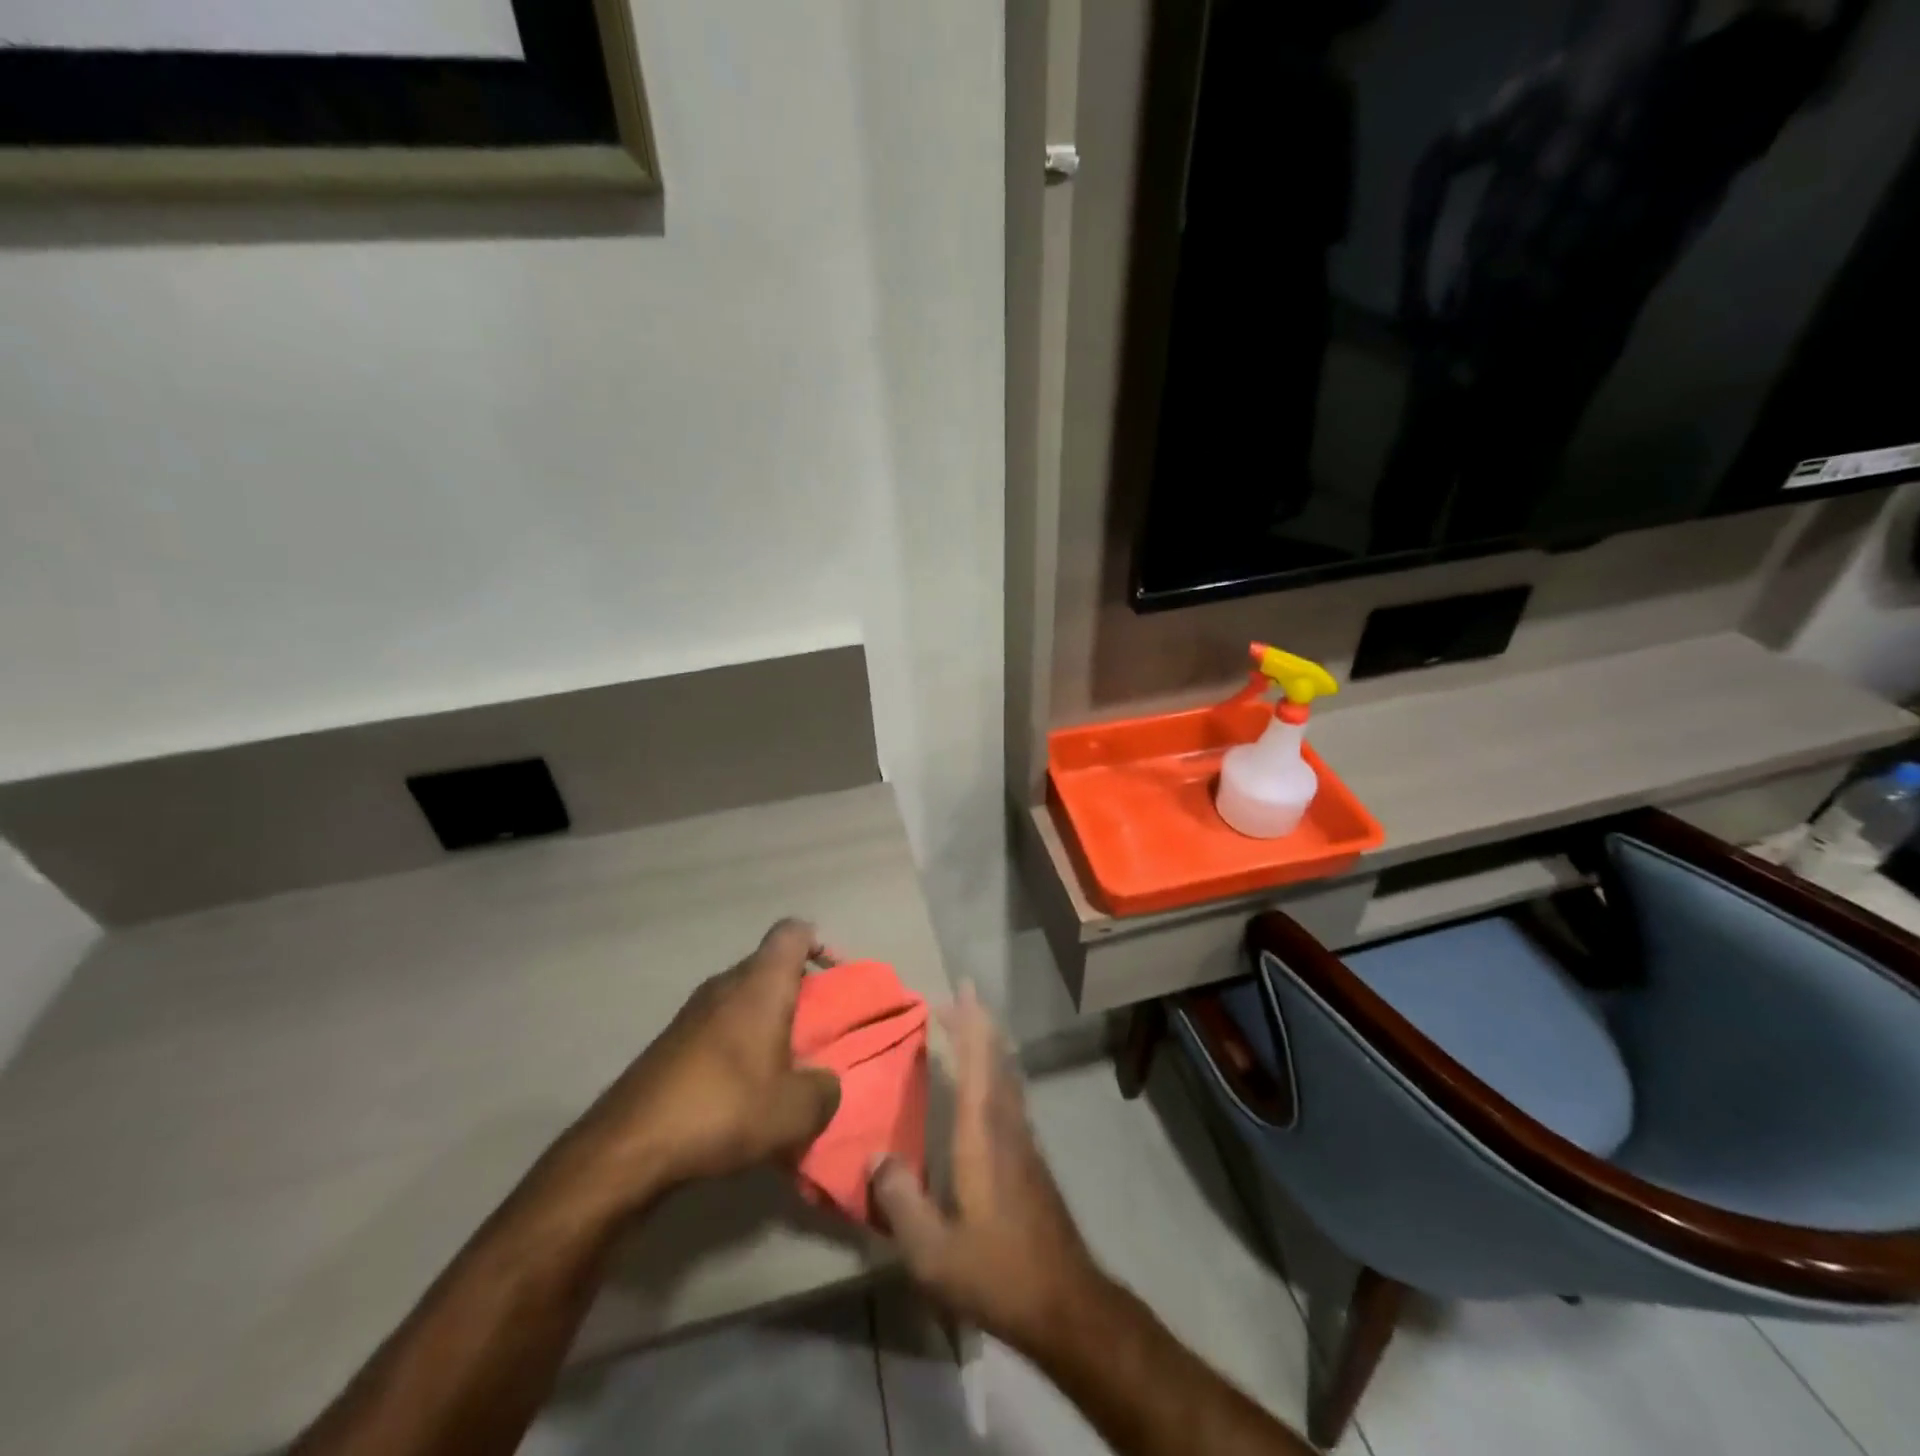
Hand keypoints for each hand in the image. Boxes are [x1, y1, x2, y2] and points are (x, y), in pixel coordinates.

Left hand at [559, 919, 842, 1211]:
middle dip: (797, 993)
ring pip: (742, 998)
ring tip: (782, 1068)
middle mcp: (725, 984)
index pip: (793, 932)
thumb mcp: (796, 1111)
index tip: (835, 980)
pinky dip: (737, 1045)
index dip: (818, 945)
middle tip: (816, 1034)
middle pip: (769, 966)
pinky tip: (741, 1091)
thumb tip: (825, 1082)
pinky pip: (718, 1027)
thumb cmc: (724, 1108)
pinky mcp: (670, 1042)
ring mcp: (692, 1011)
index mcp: (761, 983)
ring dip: (765, 1023)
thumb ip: (825, 1090)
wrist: (628, 1146)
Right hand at [869, 984, 1104, 1351]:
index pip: (977, 1063)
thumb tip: (876, 1156)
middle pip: (997, 1058)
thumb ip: (901, 1201)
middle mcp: (1007, 1125)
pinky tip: (988, 1082)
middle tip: (959, 995)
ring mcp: (1024, 1140)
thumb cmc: (996, 1272)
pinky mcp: (1031, 1157)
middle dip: (978, 1022)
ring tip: (970, 1025)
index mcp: (983, 1135)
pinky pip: (1011, 1093)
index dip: (969, 1023)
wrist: (1064, 1301)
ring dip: (989, 1043)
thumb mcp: (933, 1252)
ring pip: (1008, 1074)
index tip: (960, 989)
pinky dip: (997, 1069)